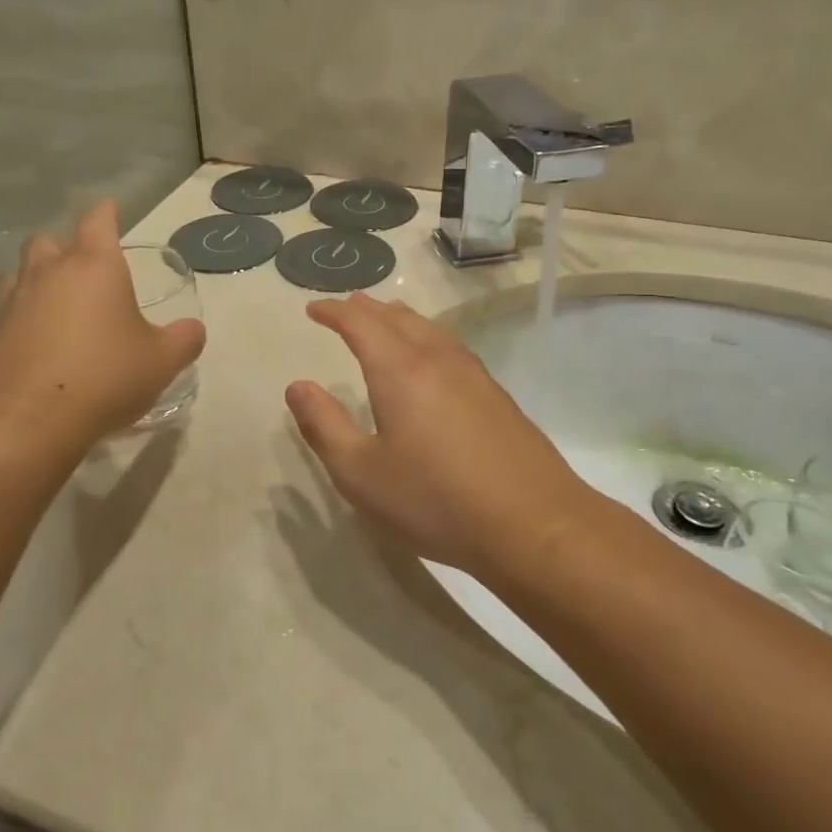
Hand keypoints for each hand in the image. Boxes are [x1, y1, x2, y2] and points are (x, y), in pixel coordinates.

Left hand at [0, 201, 205, 446]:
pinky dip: (22, 311)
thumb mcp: (162, 361)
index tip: (112, 208)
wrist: (29, 421)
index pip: (99, 220)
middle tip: (86, 266)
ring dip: (39, 274)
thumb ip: (184, 339)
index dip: (107, 211)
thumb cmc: (105, 377)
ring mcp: (15, 300)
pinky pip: (8, 306)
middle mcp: (50, 272)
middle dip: (68, 245)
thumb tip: (193, 329)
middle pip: (51, 239)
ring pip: (21, 269)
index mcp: (95, 266)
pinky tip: (36, 334)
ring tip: (56, 298)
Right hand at [285, 293, 606, 580]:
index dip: (334, 311)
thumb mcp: (360, 473)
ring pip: (430, 329)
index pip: (360, 323)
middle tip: (346, 307)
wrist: (533, 524)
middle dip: (367, 309)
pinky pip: (451, 348)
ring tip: (385, 320)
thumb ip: (324, 426)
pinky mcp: (496, 396)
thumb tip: (298, 386)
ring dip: (400, 319)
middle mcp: (437, 359)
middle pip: (398, 318)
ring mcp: (473, 375)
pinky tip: (432, 359)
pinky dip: (427, 338)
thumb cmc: (434, 500)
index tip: (313, 309)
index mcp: (400, 370)